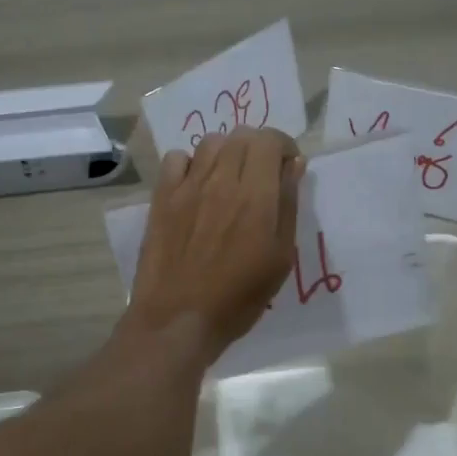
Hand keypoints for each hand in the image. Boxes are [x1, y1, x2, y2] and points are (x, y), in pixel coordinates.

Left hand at [126, 130, 304, 363]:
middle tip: (262, 175)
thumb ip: (288, 205)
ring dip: (227, 153)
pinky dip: (191, 163)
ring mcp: (187, 186)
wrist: (178, 319)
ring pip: (211, 142)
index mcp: (255, 195)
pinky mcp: (161, 197)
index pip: (270, 140)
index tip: (288, 167)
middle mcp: (221, 180)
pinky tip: (196, 187)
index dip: (283, 146)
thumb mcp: (280, 257)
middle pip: (241, 136)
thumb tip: (294, 165)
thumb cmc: (238, 297)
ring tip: (230, 180)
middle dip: (258, 148)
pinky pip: (176, 158)